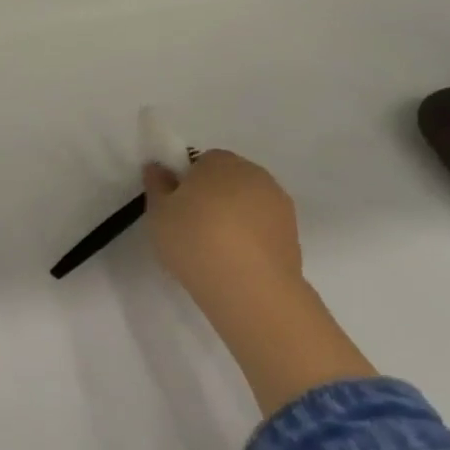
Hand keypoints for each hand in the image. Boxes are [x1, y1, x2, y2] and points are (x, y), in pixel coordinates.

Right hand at [143, 150, 306, 311]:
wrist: (249, 287)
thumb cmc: (194, 240)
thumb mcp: (159, 213)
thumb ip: (157, 185)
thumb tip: (158, 168)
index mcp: (220, 161)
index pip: (201, 161)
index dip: (187, 183)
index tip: (177, 208)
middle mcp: (254, 173)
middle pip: (227, 180)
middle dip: (212, 197)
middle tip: (192, 228)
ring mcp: (279, 203)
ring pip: (248, 204)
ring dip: (234, 218)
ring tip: (215, 250)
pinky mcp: (293, 233)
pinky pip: (263, 227)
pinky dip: (251, 238)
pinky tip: (236, 262)